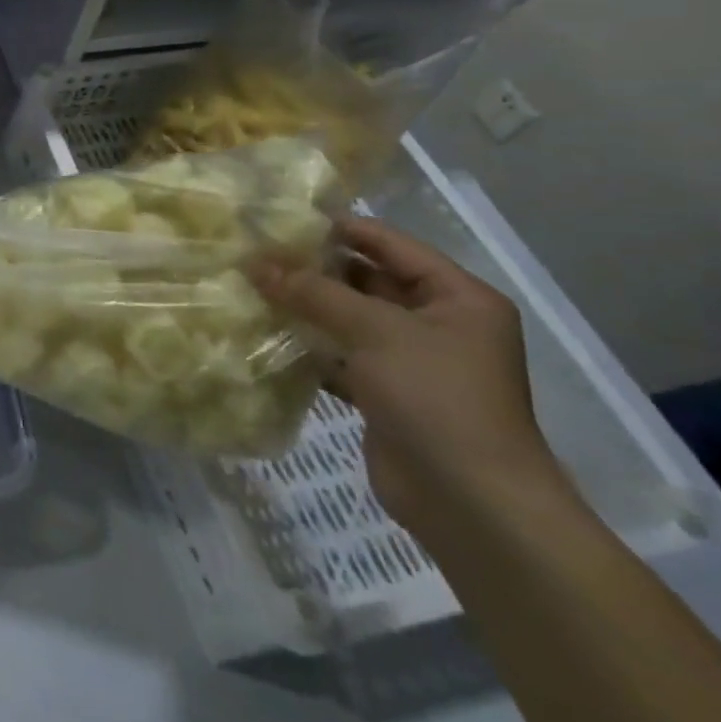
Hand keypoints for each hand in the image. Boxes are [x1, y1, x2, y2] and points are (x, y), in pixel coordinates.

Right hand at [250, 217, 564, 542]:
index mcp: (456, 298)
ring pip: (348, 319)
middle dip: (313, 268)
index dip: (337, 228)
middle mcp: (437, 323)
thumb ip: (314, 292)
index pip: (389, 244)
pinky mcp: (385, 393)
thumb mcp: (376, 331)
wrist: (470, 503)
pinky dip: (307, 346)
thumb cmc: (437, 398)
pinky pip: (339, 355)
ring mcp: (411, 361)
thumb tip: (255, 261)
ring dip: (305, 307)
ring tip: (249, 286)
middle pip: (366, 279)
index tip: (279, 218)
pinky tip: (264, 334)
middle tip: (254, 253)